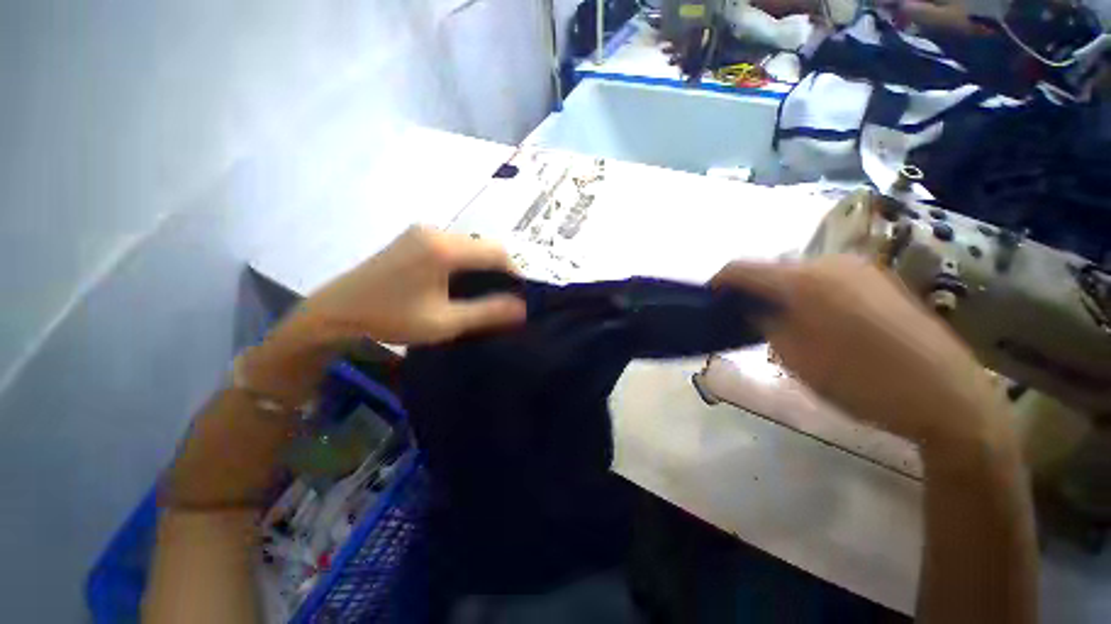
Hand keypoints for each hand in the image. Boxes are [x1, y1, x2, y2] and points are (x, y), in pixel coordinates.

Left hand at [297, 226, 526, 344]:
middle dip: (499, 270)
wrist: (334, 314)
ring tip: (484, 294)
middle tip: (502, 298)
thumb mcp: (445, 322)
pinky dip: (465, 264)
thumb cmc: (390, 319)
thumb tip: (522, 308)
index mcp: (443, 248)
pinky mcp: (412, 239)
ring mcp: (420, 232)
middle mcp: (434, 231)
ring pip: (468, 246)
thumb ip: (487, 312)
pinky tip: (460, 284)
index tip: (519, 296)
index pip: (497, 252)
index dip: (514, 272)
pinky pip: (451, 247)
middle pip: (482, 246)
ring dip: (481, 267)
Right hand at [711, 255, 1010, 452]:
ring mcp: (861, 269)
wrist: (946, 396)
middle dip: (753, 290)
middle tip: (745, 317)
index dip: (720, 281)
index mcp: (803, 279)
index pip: (742, 268)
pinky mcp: (881, 281)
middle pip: (773, 269)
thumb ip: (763, 322)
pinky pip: (828, 280)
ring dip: (781, 293)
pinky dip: (809, 295)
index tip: (710, 298)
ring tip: (780, 322)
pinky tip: (817, 321)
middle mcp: (830, 263)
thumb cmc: (859, 380)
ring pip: (801, 274)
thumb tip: (750, 307)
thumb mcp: (794, 355)